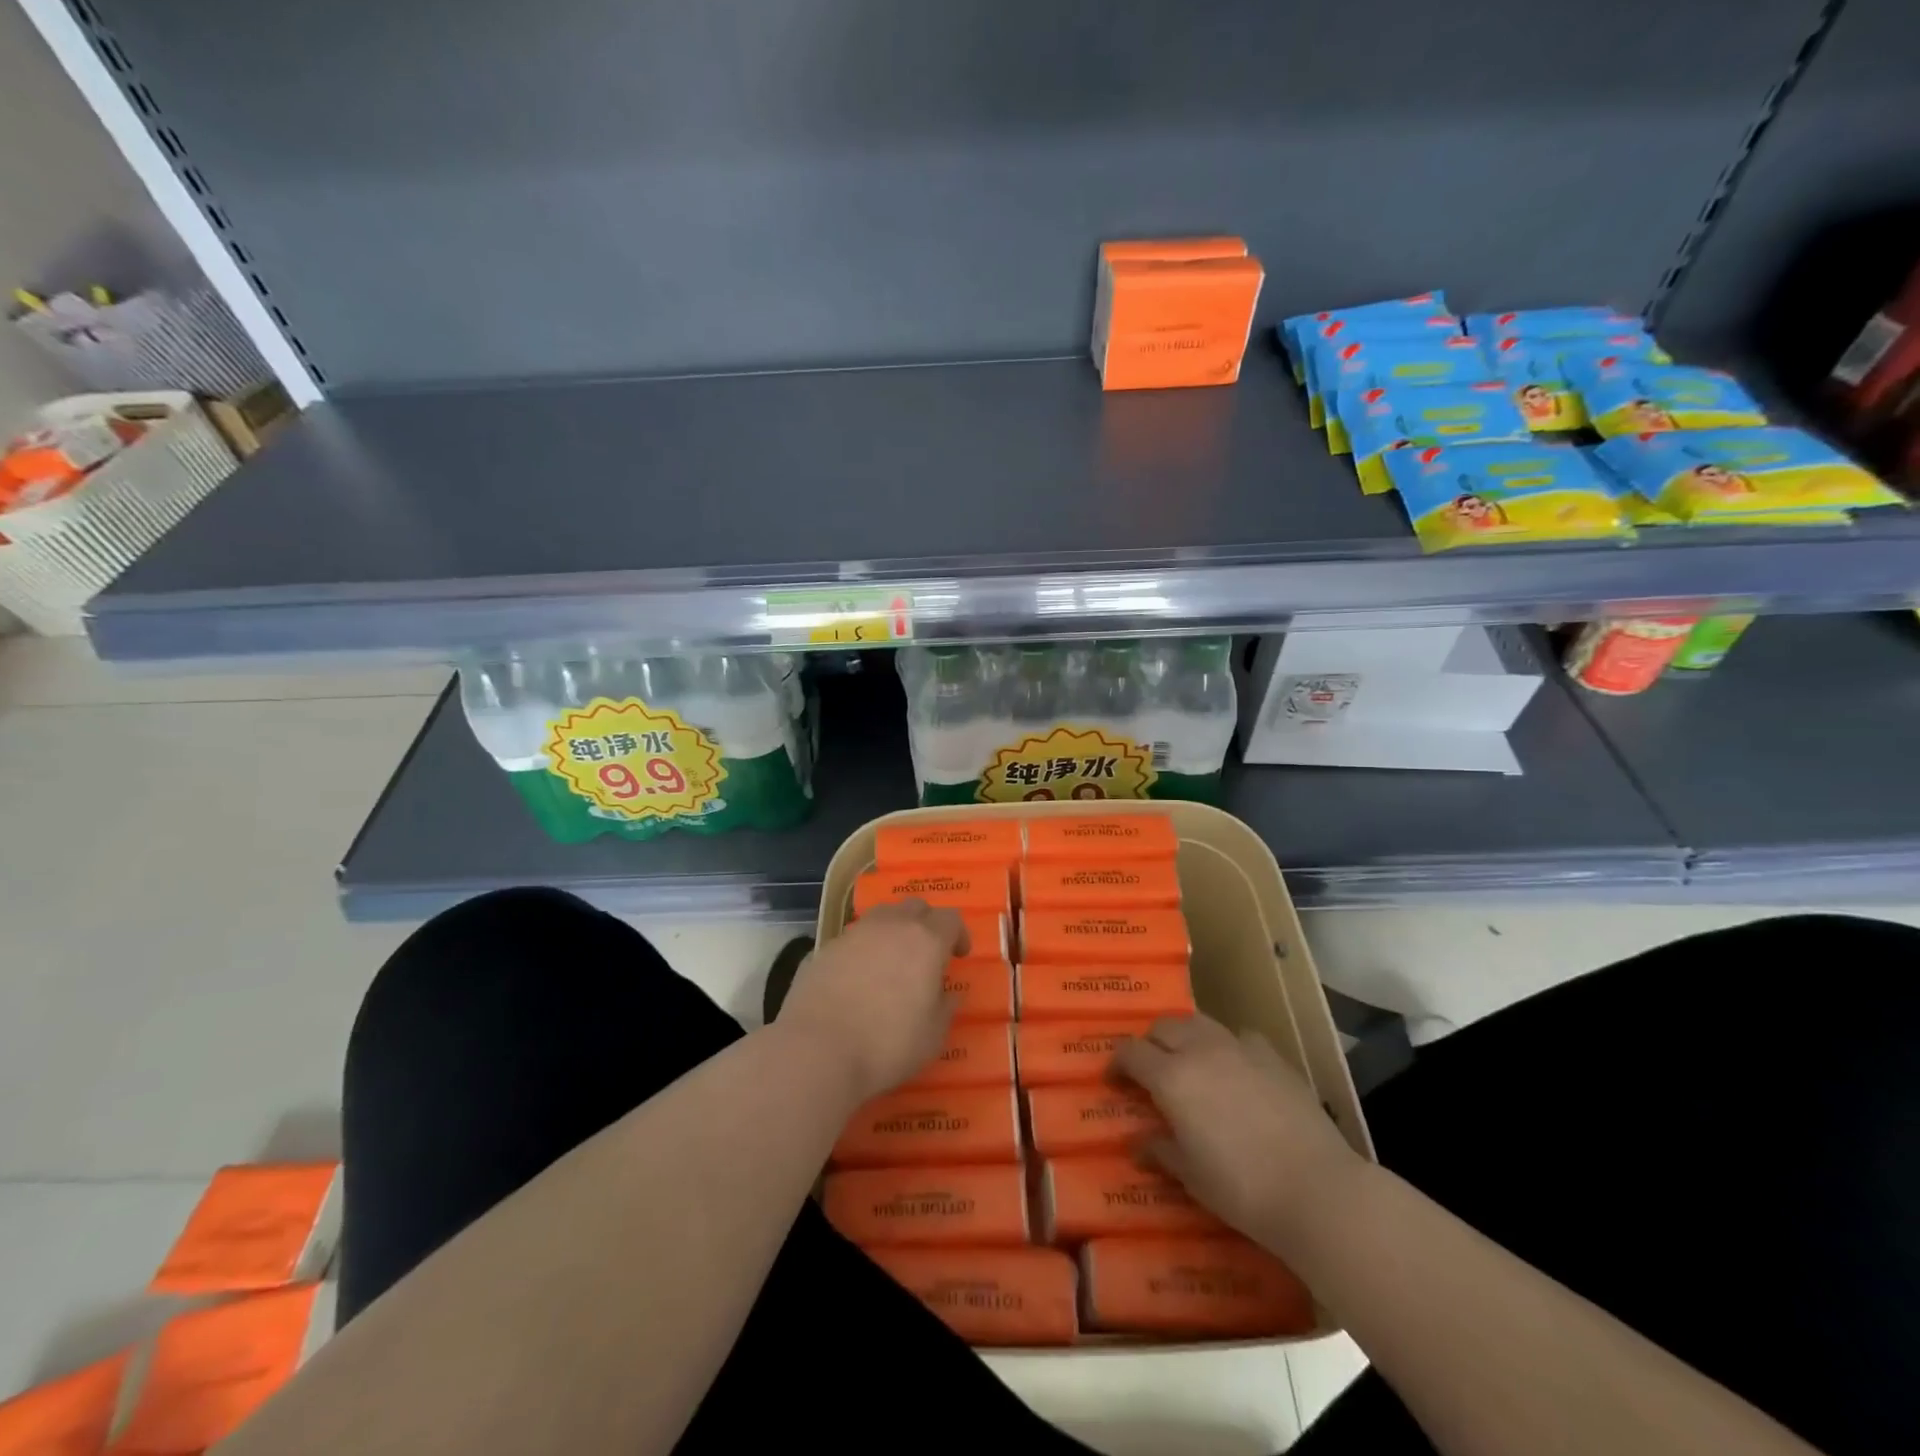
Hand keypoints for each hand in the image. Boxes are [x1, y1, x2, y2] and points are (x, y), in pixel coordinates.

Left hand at [775, 900, 966, 1103]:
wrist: (818, 1049)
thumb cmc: (887, 1044)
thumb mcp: (933, 1035)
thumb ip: (946, 1007)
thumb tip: (950, 993)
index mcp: (925, 940)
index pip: (951, 918)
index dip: (958, 933)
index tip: (958, 955)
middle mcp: (890, 926)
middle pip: (915, 907)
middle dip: (926, 923)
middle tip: (927, 952)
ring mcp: (854, 933)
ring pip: (881, 916)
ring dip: (892, 930)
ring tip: (891, 961)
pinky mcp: (824, 947)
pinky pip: (852, 938)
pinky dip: (861, 949)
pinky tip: (857, 978)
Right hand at [1113, 1014, 1363, 1252]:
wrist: (1317, 1189)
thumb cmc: (1242, 1188)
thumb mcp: (1191, 1176)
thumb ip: (1160, 1151)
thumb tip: (1137, 1143)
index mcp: (1171, 1077)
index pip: (1130, 1052)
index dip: (1117, 1063)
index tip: (1114, 1081)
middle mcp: (1200, 1050)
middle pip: (1163, 1026)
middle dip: (1150, 1043)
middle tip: (1150, 1071)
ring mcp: (1239, 1048)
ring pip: (1199, 1022)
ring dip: (1185, 1036)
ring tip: (1190, 1063)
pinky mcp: (1273, 1056)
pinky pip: (1239, 1037)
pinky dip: (1227, 1046)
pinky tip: (1235, 1069)